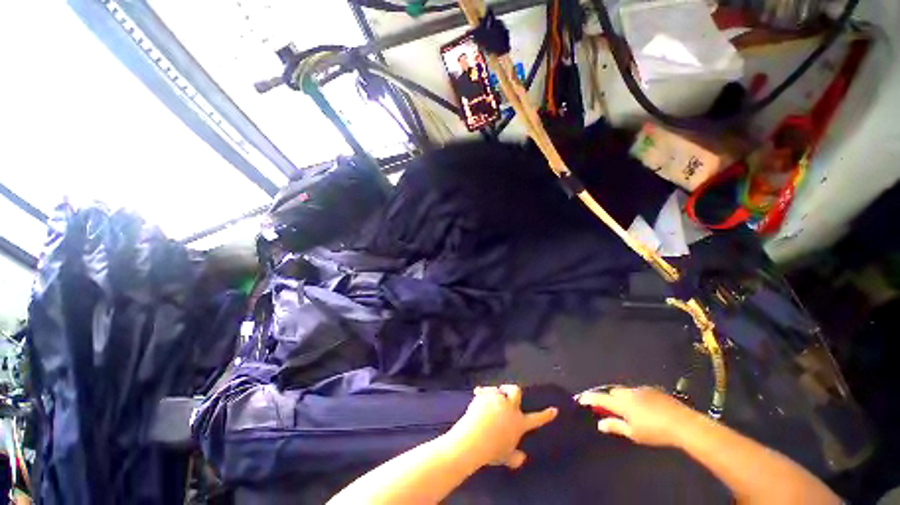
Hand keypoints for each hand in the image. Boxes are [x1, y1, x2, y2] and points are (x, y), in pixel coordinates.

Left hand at [447, 385, 556, 469]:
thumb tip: (522, 457)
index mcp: (519, 423)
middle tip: (507, 392)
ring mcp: (497, 399)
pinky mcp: (485, 394)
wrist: (475, 439)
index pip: (536, 419)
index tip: (554, 409)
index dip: (546, 415)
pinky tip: (477, 393)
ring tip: (487, 401)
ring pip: (498, 389)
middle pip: (516, 391)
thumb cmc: (492, 450)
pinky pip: (484, 389)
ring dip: (494, 393)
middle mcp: (510, 408)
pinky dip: (481, 392)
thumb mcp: (506, 457)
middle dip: (512, 389)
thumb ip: (515, 458)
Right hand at [577, 387, 700, 447]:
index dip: (590, 398)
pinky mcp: (653, 390)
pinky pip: (638, 391)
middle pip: (612, 392)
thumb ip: (616, 426)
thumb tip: (600, 424)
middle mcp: (628, 392)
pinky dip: (635, 397)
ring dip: (623, 398)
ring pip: (625, 391)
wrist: (682, 423)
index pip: (600, 398)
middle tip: (610, 408)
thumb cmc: (655, 431)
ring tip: (628, 409)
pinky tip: (644, 407)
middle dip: (609, 398)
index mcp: (621, 403)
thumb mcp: (633, 433)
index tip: (581, 399)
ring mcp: (641, 389)